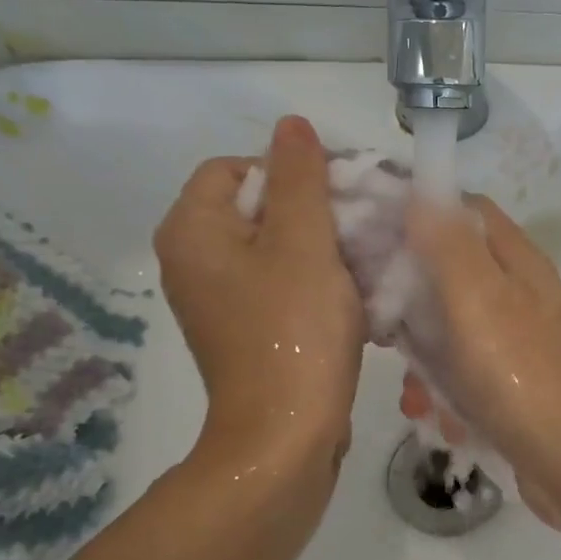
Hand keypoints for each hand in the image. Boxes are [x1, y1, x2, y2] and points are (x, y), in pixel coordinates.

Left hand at [154, 116, 364, 456]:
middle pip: (259, 208)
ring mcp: (219, 300)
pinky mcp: (246, 331)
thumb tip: (291, 123)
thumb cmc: (294, 332)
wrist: (286, 436)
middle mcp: (193, 261)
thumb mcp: (304, 242)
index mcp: (192, 230)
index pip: (239, 167)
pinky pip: (281, 286)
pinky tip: (356, 296)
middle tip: (364, 227)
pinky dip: (317, 283)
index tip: (343, 193)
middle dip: (316, 212)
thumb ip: (300, 177)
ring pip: (277, 249)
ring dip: (324, 249)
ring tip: (368, 262)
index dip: (293, 170)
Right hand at [406, 195, 560, 514]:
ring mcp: (523, 341)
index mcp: (520, 263)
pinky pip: (469, 371)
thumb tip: (423, 189)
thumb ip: (448, 244)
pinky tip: (438, 417)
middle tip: (380, 327)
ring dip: (426, 358)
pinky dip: (449, 390)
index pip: (465, 210)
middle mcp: (524, 294)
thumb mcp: (478, 303)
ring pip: (455, 328)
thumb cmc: (523, 380)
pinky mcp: (518, 383)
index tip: (371, 236)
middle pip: (454, 271)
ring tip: (413, 393)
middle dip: (412, 300)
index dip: (418, 213)